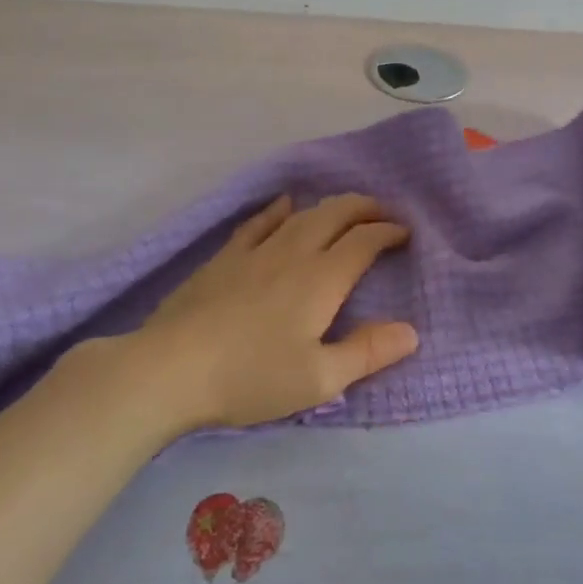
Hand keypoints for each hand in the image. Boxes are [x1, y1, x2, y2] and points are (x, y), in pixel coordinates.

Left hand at [134, 194, 418, 428]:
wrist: (171, 368)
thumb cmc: (251, 377)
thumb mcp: (319, 379)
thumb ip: (367, 352)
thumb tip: (412, 331)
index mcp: (322, 279)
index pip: (364, 242)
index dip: (388, 232)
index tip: (405, 233)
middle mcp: (294, 253)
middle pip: (336, 214)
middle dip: (365, 208)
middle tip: (383, 212)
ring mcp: (256, 250)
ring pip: (302, 214)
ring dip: (330, 206)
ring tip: (345, 208)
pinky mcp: (225, 257)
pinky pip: (259, 221)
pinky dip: (279, 209)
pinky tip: (284, 205)